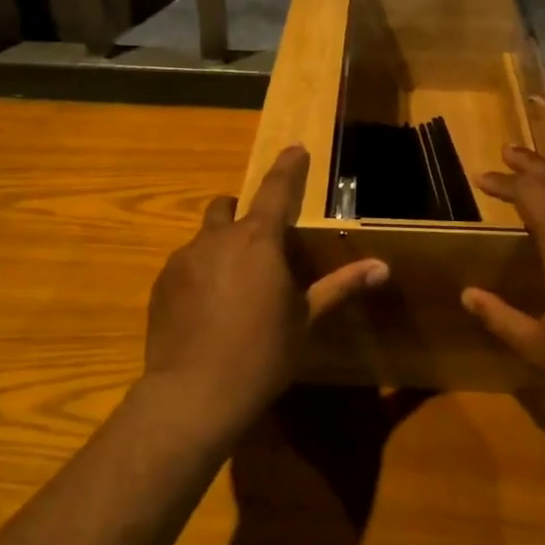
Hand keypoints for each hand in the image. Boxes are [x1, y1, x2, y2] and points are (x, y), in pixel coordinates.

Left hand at [141, 145, 387, 439]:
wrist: (193, 395)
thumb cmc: (262, 354)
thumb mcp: (306, 320)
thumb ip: (341, 287)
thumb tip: (383, 267)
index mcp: (258, 240)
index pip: (276, 189)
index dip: (288, 167)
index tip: (295, 149)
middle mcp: (217, 238)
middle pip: (228, 207)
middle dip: (241, 213)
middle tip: (258, 244)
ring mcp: (183, 259)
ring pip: (204, 238)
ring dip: (220, 248)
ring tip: (231, 287)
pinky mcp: (161, 284)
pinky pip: (184, 266)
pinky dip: (199, 274)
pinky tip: (206, 310)